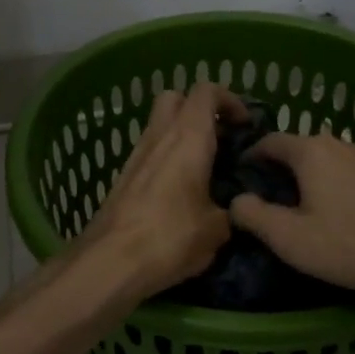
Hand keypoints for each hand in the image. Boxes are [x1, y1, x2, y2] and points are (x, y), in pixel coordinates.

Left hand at [79, 84, 245, 298]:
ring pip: (159, 125)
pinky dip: (166, 158)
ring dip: (181, 136)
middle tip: (219, 137)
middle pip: (176, 98)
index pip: (206, 91)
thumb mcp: (216, 230)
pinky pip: (149, 152)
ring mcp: (136, 155)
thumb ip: (231, 211)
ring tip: (203, 168)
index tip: (245, 124)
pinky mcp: (123, 177)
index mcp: (188, 138)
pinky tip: (179, 191)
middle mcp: (159, 136)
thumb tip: (235, 210)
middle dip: (199, 110)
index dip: (229, 99)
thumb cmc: (170, 238)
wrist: (109, 262)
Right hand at [227, 131, 354, 303]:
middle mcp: (339, 144)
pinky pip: (345, 175)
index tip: (238, 180)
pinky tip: (332, 217)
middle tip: (264, 203)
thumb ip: (254, 216)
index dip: (249, 158)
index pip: (269, 141)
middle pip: (297, 151)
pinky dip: (329, 188)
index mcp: (311, 150)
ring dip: (305, 181)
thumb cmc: (350, 245)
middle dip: (277, 172)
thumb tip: (235, 200)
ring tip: (296, 213)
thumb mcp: (290, 238)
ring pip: (323, 163)